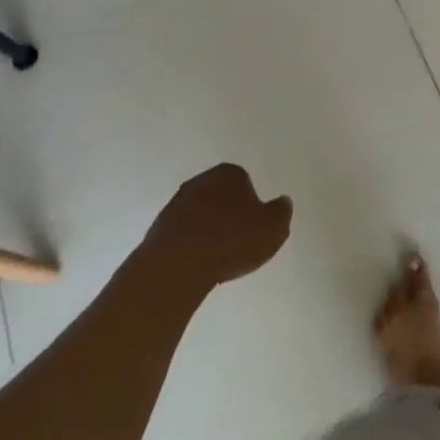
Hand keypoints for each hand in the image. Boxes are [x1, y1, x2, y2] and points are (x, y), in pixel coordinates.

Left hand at [142, 163, 292, 293]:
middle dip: (227, 213)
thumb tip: (282, 201)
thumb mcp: (273, 229)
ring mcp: (175, 204)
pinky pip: (181, 234)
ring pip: (199, 214)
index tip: (253, 227)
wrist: (176, 266)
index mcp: (230, 173)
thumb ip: (281, 212)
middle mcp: (201, 180)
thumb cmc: (231, 241)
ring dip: (206, 229)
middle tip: (236, 240)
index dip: (251, 205)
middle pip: (220, 195)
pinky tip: (196, 264)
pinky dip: (189, 245)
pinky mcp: (157, 229)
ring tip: (216, 257)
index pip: (244, 182)